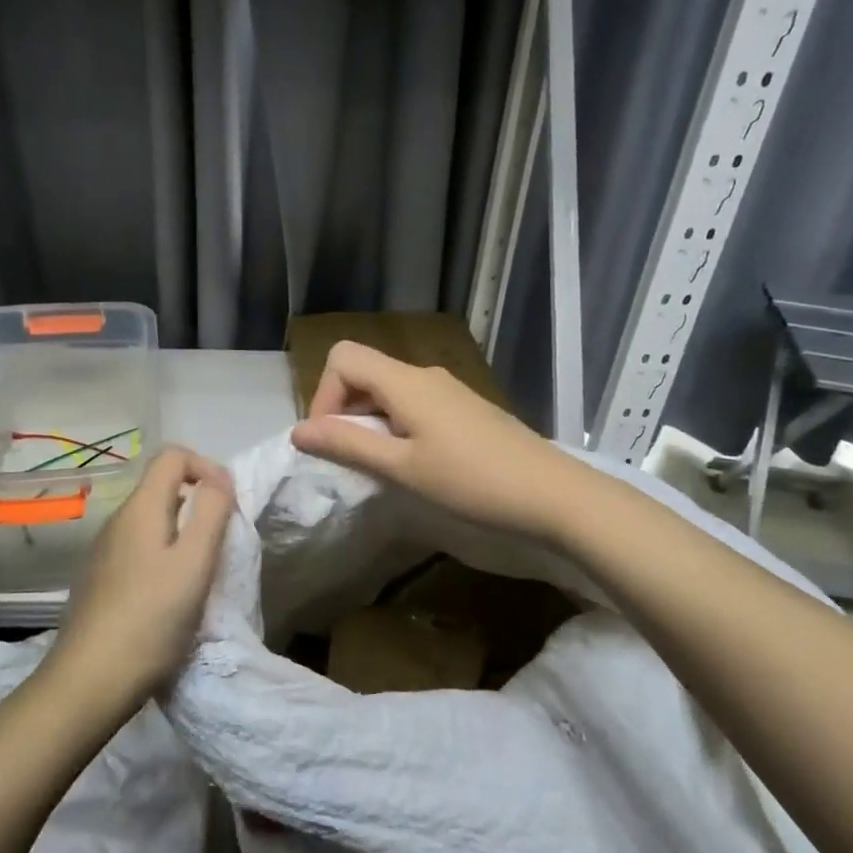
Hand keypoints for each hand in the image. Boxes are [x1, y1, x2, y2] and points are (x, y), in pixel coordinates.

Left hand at [47, 447, 235, 710]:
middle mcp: (117, 520)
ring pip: (152, 520)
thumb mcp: (194, 563)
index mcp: (140, 508)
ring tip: (200, 573)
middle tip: (220, 544)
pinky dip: (163, 556)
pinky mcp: (100, 579)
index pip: (173, 455)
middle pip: (163, 487)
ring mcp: (104, 551)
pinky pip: (139, 548)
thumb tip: (219, 477)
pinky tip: (170, 596)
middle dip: (199, 503)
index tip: (227, 505)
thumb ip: (211, 513)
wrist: (89, 682)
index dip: (207, 467)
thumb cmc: (151, 619)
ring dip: (183, 533)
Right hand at [290, 341, 583, 540]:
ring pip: (390, 390)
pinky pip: (415, 404)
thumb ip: (348, 445)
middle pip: (365, 372)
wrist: (554, 494)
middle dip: (344, 410)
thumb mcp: (403, 468)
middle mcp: (425, 375)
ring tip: (384, 466)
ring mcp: (449, 390)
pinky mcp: (466, 409)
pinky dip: (398, 426)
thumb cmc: (472, 482)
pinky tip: (417, 463)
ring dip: (372, 422)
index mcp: (406, 382)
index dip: (325, 395)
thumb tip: (298, 430)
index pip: (344, 358)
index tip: (332, 440)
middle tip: (353, 458)